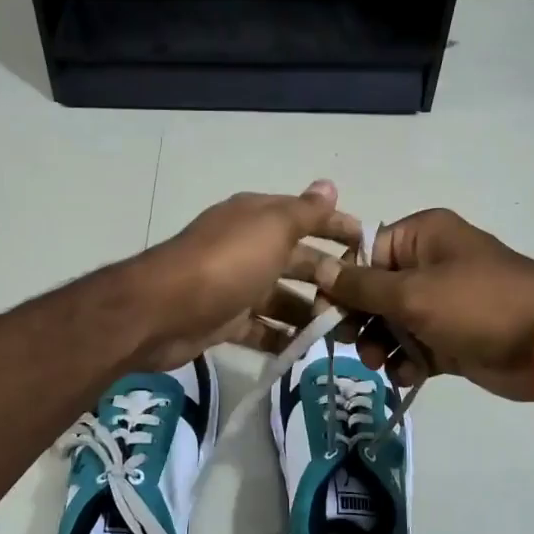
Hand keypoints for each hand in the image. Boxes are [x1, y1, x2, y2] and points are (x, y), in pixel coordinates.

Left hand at [127, 181, 360, 369]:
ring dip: (309, 313)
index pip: (307, 217)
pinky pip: (261, 329)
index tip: (369, 247)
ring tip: (341, 333)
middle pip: (298, 262)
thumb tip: (329, 184)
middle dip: (329, 279)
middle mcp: (247, 248)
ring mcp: (236, 286)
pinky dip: (281, 337)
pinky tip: (305, 349)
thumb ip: (305, 211)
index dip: (337, 228)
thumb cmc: (226, 262)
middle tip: (362, 303)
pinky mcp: (225, 321)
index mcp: (258, 219)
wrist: (163, 310)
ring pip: (282, 299)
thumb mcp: (272, 228)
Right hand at [316, 208, 533, 401]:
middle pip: (374, 290)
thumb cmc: (477, 305)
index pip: (365, 252)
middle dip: (359, 319)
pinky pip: (414, 347)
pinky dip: (406, 362)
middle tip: (349, 342)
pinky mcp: (451, 337)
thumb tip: (319, 268)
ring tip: (378, 363)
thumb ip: (361, 286)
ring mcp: (442, 303)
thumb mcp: (413, 293)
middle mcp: (429, 264)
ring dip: (379, 344)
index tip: (325, 311)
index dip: (342, 282)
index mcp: (421, 236)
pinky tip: (406, 376)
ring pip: (391, 323)